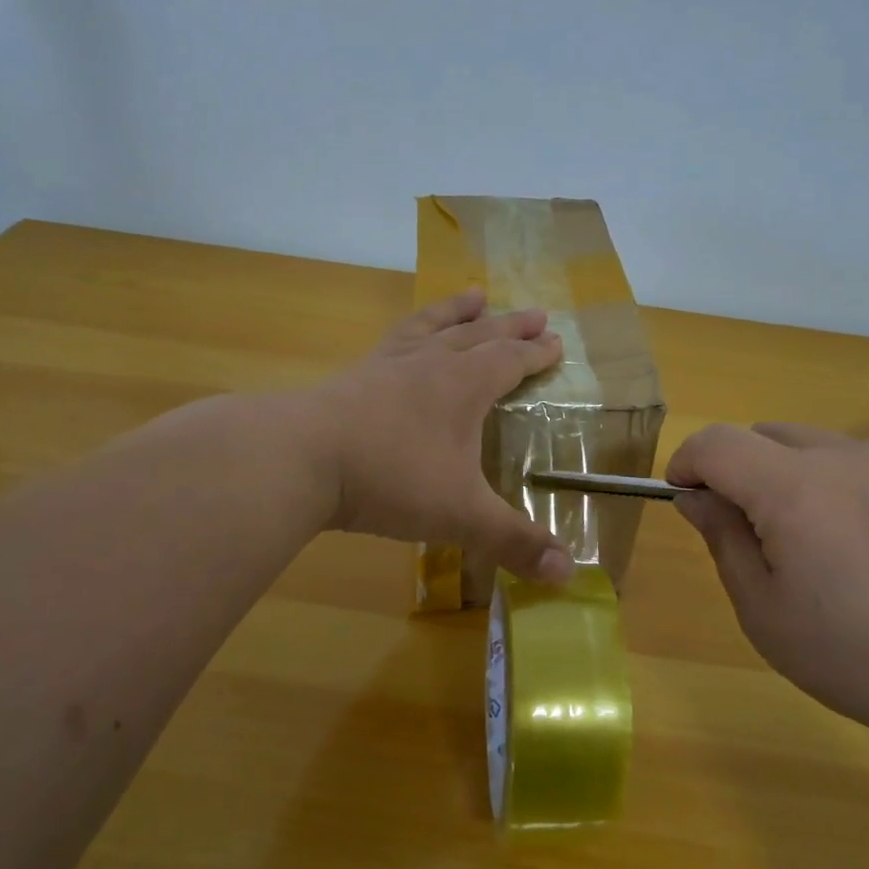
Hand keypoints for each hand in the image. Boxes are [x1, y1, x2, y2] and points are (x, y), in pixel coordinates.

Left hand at [304, 287, 575, 584]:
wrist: (301, 458)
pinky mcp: (353, 376)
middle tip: (536, 314)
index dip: (535, 353)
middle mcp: (431, 364)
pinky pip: (392, 341)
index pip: (510, 361)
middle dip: (511, 327)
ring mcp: (388, 365)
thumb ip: (514, 541)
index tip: (556, 341)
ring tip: (474, 294)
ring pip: (433, 327)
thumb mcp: (460, 514)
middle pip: (479, 335)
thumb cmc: (392, 479)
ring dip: (458, 311)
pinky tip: (404, 339)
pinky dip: (409, 331)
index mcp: (464, 386)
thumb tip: (567, 574)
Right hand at [667, 422, 868, 754]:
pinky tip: (868, 546)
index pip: (717, 442)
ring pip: (814, 445)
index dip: (688, 462)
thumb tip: (696, 497)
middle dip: (738, 469)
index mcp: (793, 489)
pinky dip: (839, 484)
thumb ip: (723, 539)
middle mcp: (844, 458)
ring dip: (789, 474)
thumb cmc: (857, 657)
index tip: (683, 496)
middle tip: (749, 530)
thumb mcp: (764, 611)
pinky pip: (863, 464)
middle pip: (764, 435)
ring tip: (814, 541)